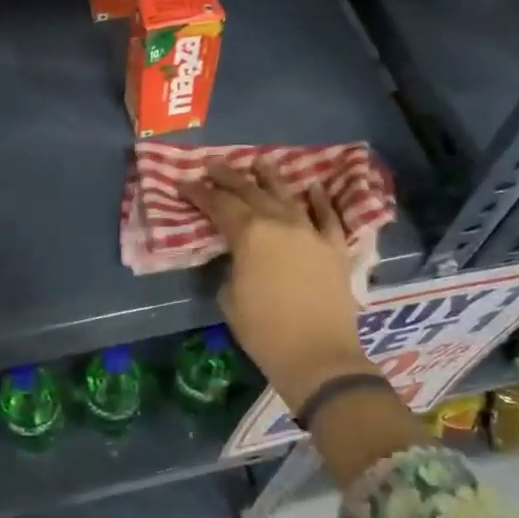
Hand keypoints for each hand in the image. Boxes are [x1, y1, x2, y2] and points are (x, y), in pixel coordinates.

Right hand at [179, 160, 373, 413]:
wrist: (317, 355)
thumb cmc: (263, 331)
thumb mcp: (230, 297)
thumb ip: (232, 265)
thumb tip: (239, 256)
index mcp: (250, 234)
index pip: (219, 204)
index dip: (199, 193)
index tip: (184, 183)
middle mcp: (280, 223)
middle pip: (251, 191)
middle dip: (229, 177)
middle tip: (213, 166)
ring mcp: (311, 232)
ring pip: (288, 195)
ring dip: (271, 177)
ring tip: (260, 163)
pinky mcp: (334, 247)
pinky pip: (328, 216)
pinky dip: (320, 200)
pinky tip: (313, 187)